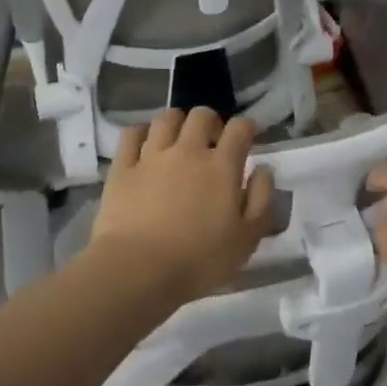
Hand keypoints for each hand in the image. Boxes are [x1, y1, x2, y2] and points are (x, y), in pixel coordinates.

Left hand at [87, 108, 274, 303]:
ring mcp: (152, 156)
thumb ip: (260, 199)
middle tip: (212, 139)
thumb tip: (263, 169)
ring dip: (177, 122)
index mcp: (221, 166)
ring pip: (166, 119)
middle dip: (211, 121)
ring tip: (178, 138)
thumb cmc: (199, 260)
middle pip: (201, 116)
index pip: (239, 129)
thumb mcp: (247, 238)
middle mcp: (187, 151)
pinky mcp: (123, 168)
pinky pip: (131, 135)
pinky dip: (140, 133)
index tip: (249, 135)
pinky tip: (144, 143)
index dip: (247, 126)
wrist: (138, 269)